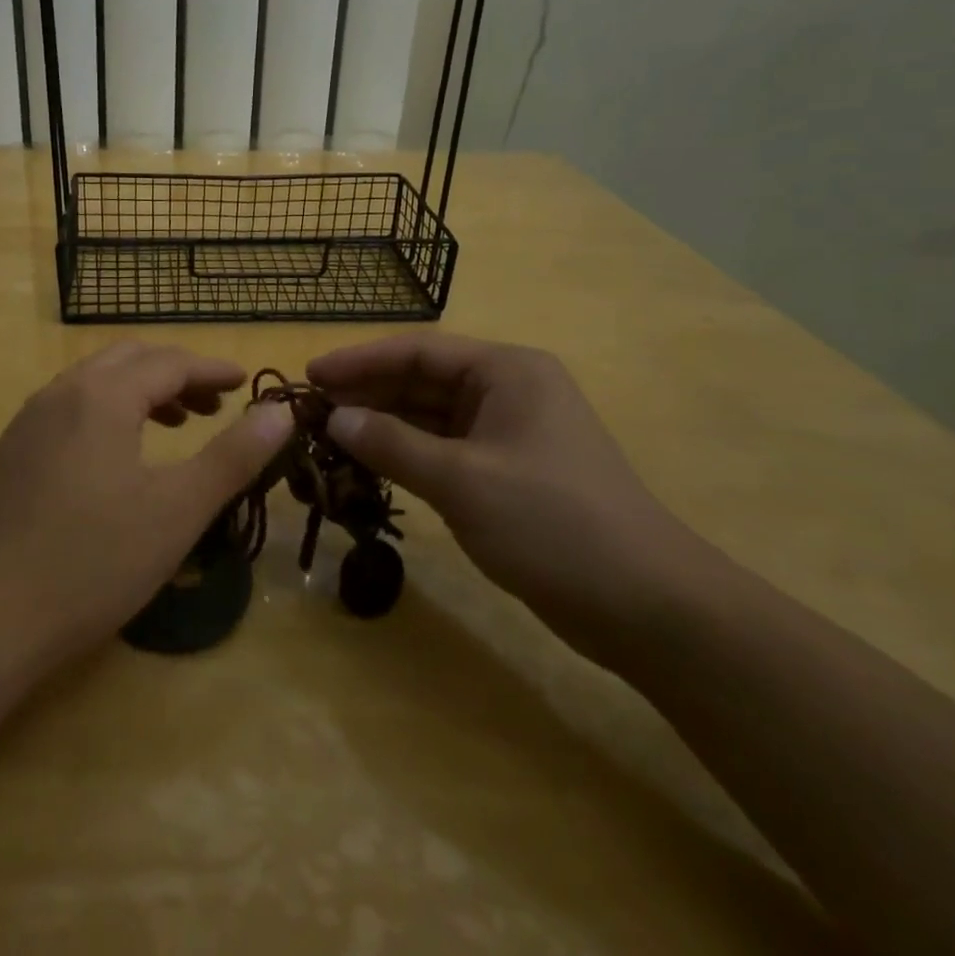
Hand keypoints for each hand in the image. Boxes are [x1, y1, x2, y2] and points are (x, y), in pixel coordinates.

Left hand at [0, 342, 293, 673]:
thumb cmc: (94, 561)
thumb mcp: (178, 510)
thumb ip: (233, 455)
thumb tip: (280, 411)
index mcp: (102, 396)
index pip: (169, 362)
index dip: (213, 370)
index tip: (246, 383)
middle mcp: (60, 394)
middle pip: (128, 360)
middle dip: (176, 374)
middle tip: (214, 405)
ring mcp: (28, 423)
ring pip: (95, 383)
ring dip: (141, 391)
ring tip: (176, 425)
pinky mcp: (12, 454)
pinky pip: (70, 409)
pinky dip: (109, 412)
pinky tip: (120, 456)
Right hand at [309, 333, 721, 663]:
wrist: (645, 605)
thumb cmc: (552, 523)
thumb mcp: (462, 480)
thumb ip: (392, 444)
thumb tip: (333, 419)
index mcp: (506, 371)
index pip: (419, 350)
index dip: (360, 360)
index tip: (309, 375)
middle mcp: (507, 391)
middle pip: (422, 380)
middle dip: (367, 394)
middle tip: (309, 412)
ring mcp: (509, 433)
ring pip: (430, 417)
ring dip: (382, 426)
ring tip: (327, 438)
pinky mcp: (508, 472)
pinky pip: (444, 450)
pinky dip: (406, 455)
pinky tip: (368, 465)